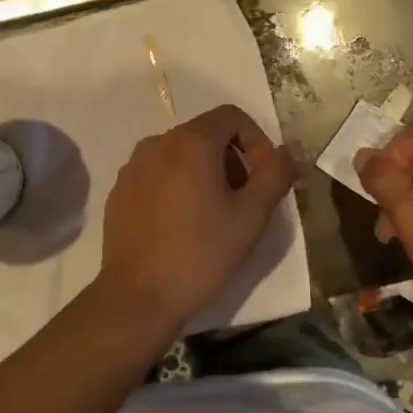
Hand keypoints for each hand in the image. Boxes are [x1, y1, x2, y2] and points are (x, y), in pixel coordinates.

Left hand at [98, 105, 297, 334]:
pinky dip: (177, 186)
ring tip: (214, 216)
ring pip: (180, 154)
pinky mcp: (120, 190)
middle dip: (232, 159)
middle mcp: (157, 143)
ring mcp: (133, 166)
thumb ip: (276, 174)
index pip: (231, 116)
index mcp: (190, 142)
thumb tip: (292, 150)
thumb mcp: (251, 216)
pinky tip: (182, 225)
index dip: (256, 141)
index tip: (263, 178)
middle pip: (205, 134)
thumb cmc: (201, 253)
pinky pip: (157, 173)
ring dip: (205, 173)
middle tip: (243, 202)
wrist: (138, 297)